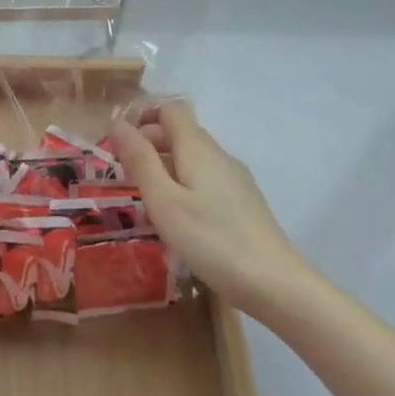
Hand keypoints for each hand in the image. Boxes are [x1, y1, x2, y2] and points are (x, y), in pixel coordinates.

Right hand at [109, 101, 314, 314]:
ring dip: (165, 166)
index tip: (118, 141)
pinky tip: (178, 217)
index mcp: (197, 148)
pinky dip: (185, 184)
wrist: (276, 285)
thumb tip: (118, 123)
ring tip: (145, 197)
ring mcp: (235, 180)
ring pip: (193, 158)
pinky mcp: (244, 203)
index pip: (170, 110)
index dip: (142, 116)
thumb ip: (140, 160)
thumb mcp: (164, 201)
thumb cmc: (212, 240)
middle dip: (149, 144)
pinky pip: (206, 179)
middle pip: (180, 132)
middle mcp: (219, 155)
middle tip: (123, 173)